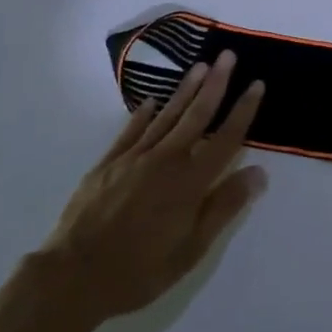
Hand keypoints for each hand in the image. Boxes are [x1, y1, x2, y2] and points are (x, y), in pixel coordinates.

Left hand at [33, 52, 267, 331]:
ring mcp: (134, 158)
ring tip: (200, 65)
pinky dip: (144, 113)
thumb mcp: (191, 250)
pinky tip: (152, 101)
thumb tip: (258, 173)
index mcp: (191, 182)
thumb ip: (224, 207)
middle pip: (197, 115)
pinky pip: (131, 130)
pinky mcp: (108, 163)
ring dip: (186, 89)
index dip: (243, 111)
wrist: (72, 276)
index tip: (257, 84)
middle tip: (228, 55)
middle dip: (215, 84)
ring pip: (167, 115)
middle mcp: (166, 160)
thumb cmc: (139, 270)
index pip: (226, 138)